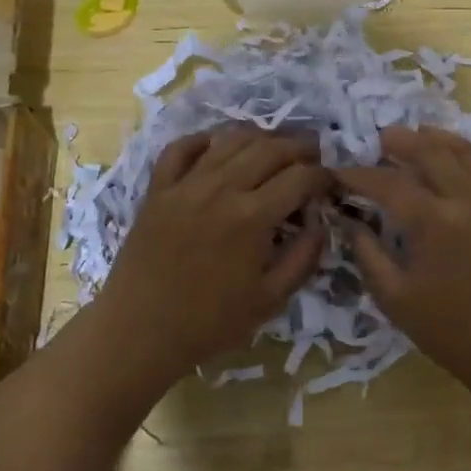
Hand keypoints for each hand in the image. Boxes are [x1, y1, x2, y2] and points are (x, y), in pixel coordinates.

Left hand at [96, 127, 330, 382]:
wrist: (139, 332)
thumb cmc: (209, 323)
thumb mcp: (269, 300)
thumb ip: (303, 258)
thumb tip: (320, 224)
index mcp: (252, 217)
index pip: (300, 178)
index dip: (323, 176)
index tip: (331, 183)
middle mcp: (222, 188)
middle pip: (270, 148)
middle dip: (299, 148)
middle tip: (312, 156)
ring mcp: (186, 184)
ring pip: (230, 140)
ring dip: (260, 138)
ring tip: (274, 148)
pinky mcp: (158, 188)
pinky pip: (181, 148)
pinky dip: (203, 140)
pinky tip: (217, 145)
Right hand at [335, 127, 470, 388]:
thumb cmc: (447, 329)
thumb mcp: (394, 297)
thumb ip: (366, 252)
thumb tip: (347, 218)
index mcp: (434, 223)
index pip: (389, 183)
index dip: (359, 175)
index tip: (338, 171)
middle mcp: (468, 200)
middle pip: (429, 151)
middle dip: (398, 142)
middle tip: (377, 140)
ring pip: (464, 151)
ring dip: (435, 139)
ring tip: (412, 136)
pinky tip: (457, 154)